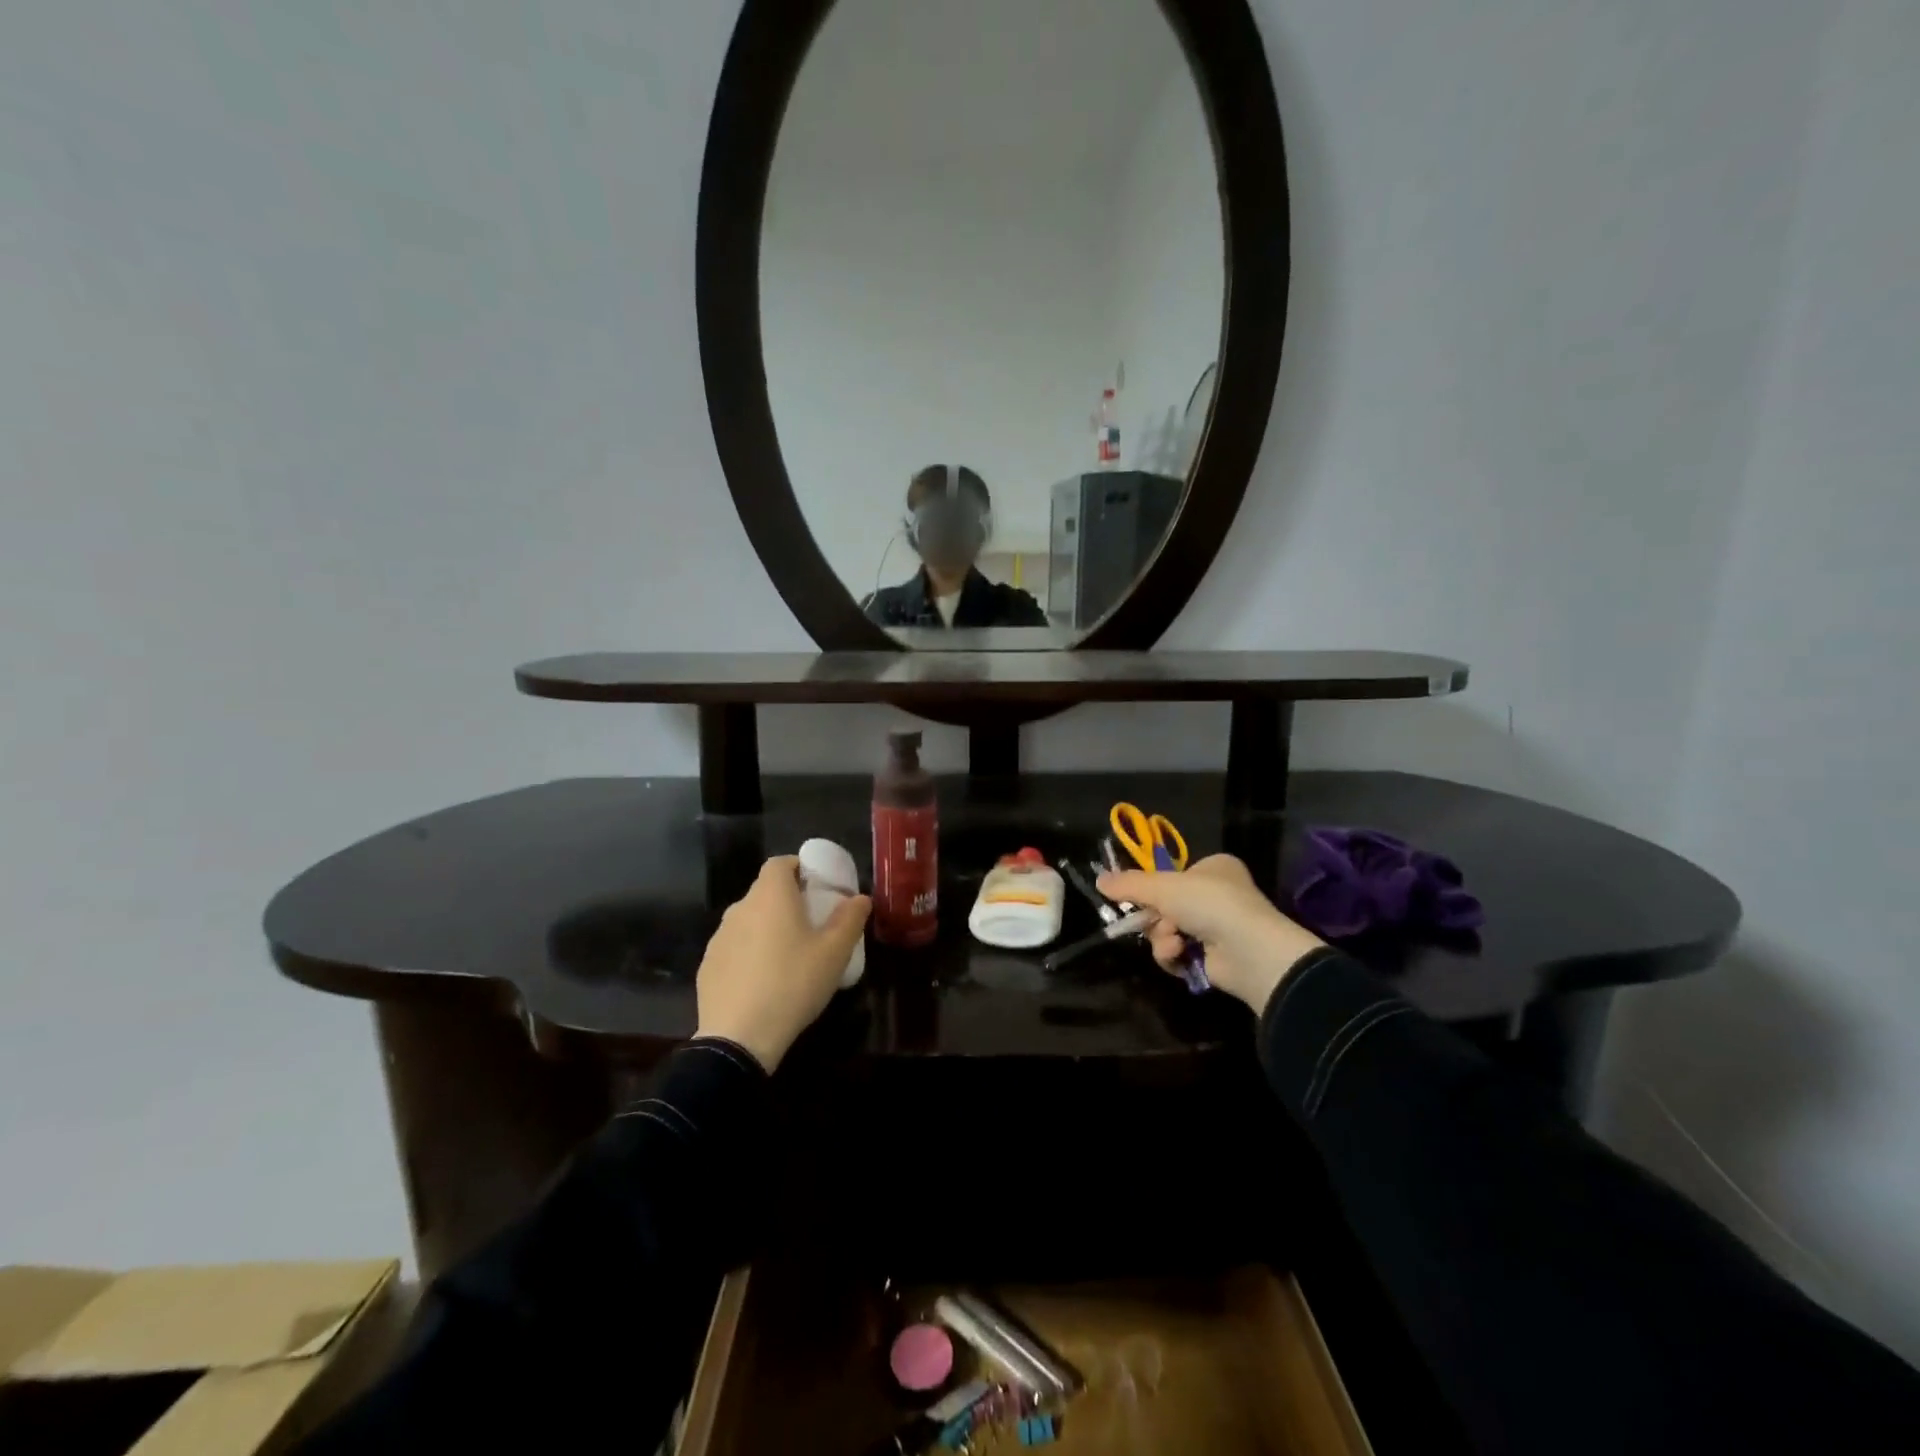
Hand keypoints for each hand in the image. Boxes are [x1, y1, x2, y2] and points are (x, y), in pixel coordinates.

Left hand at [694, 856, 870, 1071]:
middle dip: (787, 900)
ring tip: (788, 956)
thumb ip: (850, 919)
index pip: (780, 863)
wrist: (739, 1037)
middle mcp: (740, 908)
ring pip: (748, 920)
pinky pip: (734, 948)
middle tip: (811, 924)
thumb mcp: (834, 952)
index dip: (799, 868)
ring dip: (767, 928)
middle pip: (764, 891)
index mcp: (770, 896)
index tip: (817, 887)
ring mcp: (719, 937)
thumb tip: (860, 898)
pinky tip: (763, 981)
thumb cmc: (793, 983)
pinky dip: (749, 954)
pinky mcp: (707, 965)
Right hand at [1097, 854, 1324, 1012]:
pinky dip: (1174, 956)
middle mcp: (1218, 895)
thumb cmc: (1209, 904)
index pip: (1173, 875)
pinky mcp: (1216, 958)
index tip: (1136, 897)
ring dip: (1163, 938)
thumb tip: (1098, 880)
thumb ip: (1129, 884)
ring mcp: (1219, 928)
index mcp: (1214, 868)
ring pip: (1169, 931)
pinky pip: (1179, 954)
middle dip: (1155, 918)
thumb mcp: (1162, 886)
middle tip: (1150, 922)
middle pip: (1166, 906)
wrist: (1250, 951)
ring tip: (1174, 943)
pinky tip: (1180, 956)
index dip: (1153, 888)